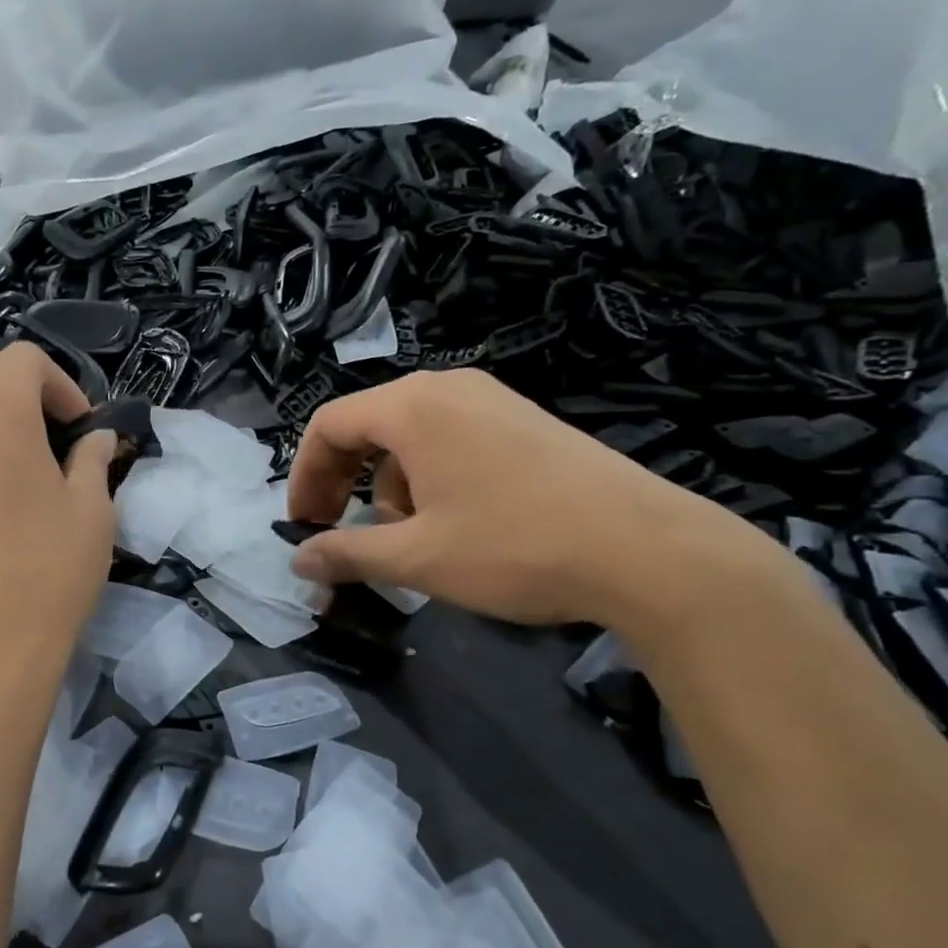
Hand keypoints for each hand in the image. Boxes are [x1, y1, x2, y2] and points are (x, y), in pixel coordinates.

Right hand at [285, 370, 770, 627]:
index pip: (328, 424)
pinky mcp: (525, 422)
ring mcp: (493, 400)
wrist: (649, 551)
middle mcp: (449, 388)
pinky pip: (452, 439)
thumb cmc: (514, 547)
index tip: (304, 526)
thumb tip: (299, 559)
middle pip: (368, 426)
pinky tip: (454, 522)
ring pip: (410, 436)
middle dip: (344, 482)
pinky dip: (429, 478)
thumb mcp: (417, 557)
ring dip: (388, 486)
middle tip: (342, 533)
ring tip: (407, 537)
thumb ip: (347, 553)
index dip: (304, 477)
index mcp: (413, 406)